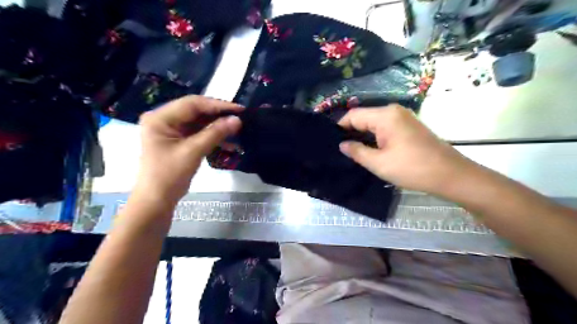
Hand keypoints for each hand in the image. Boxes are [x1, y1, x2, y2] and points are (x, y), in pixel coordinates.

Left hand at [136, 95, 241, 203]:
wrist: (157, 200)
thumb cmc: (169, 175)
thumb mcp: (193, 151)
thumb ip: (215, 133)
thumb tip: (237, 120)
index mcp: (161, 118)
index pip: (193, 104)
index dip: (217, 105)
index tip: (239, 109)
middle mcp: (165, 119)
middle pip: (197, 111)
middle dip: (219, 115)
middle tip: (240, 118)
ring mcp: (172, 130)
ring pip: (200, 122)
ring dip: (218, 126)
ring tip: (237, 129)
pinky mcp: (180, 141)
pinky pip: (200, 133)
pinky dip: (214, 137)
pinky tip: (229, 142)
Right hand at [339, 105, 472, 195]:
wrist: (450, 174)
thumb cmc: (412, 168)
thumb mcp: (378, 163)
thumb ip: (356, 151)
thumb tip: (342, 145)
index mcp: (385, 116)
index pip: (353, 115)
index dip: (340, 127)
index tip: (332, 142)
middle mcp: (393, 111)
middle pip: (363, 117)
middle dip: (351, 131)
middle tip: (340, 149)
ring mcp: (403, 117)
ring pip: (374, 122)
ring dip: (362, 135)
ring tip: (352, 151)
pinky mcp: (408, 126)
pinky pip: (384, 127)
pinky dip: (374, 136)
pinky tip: (369, 149)